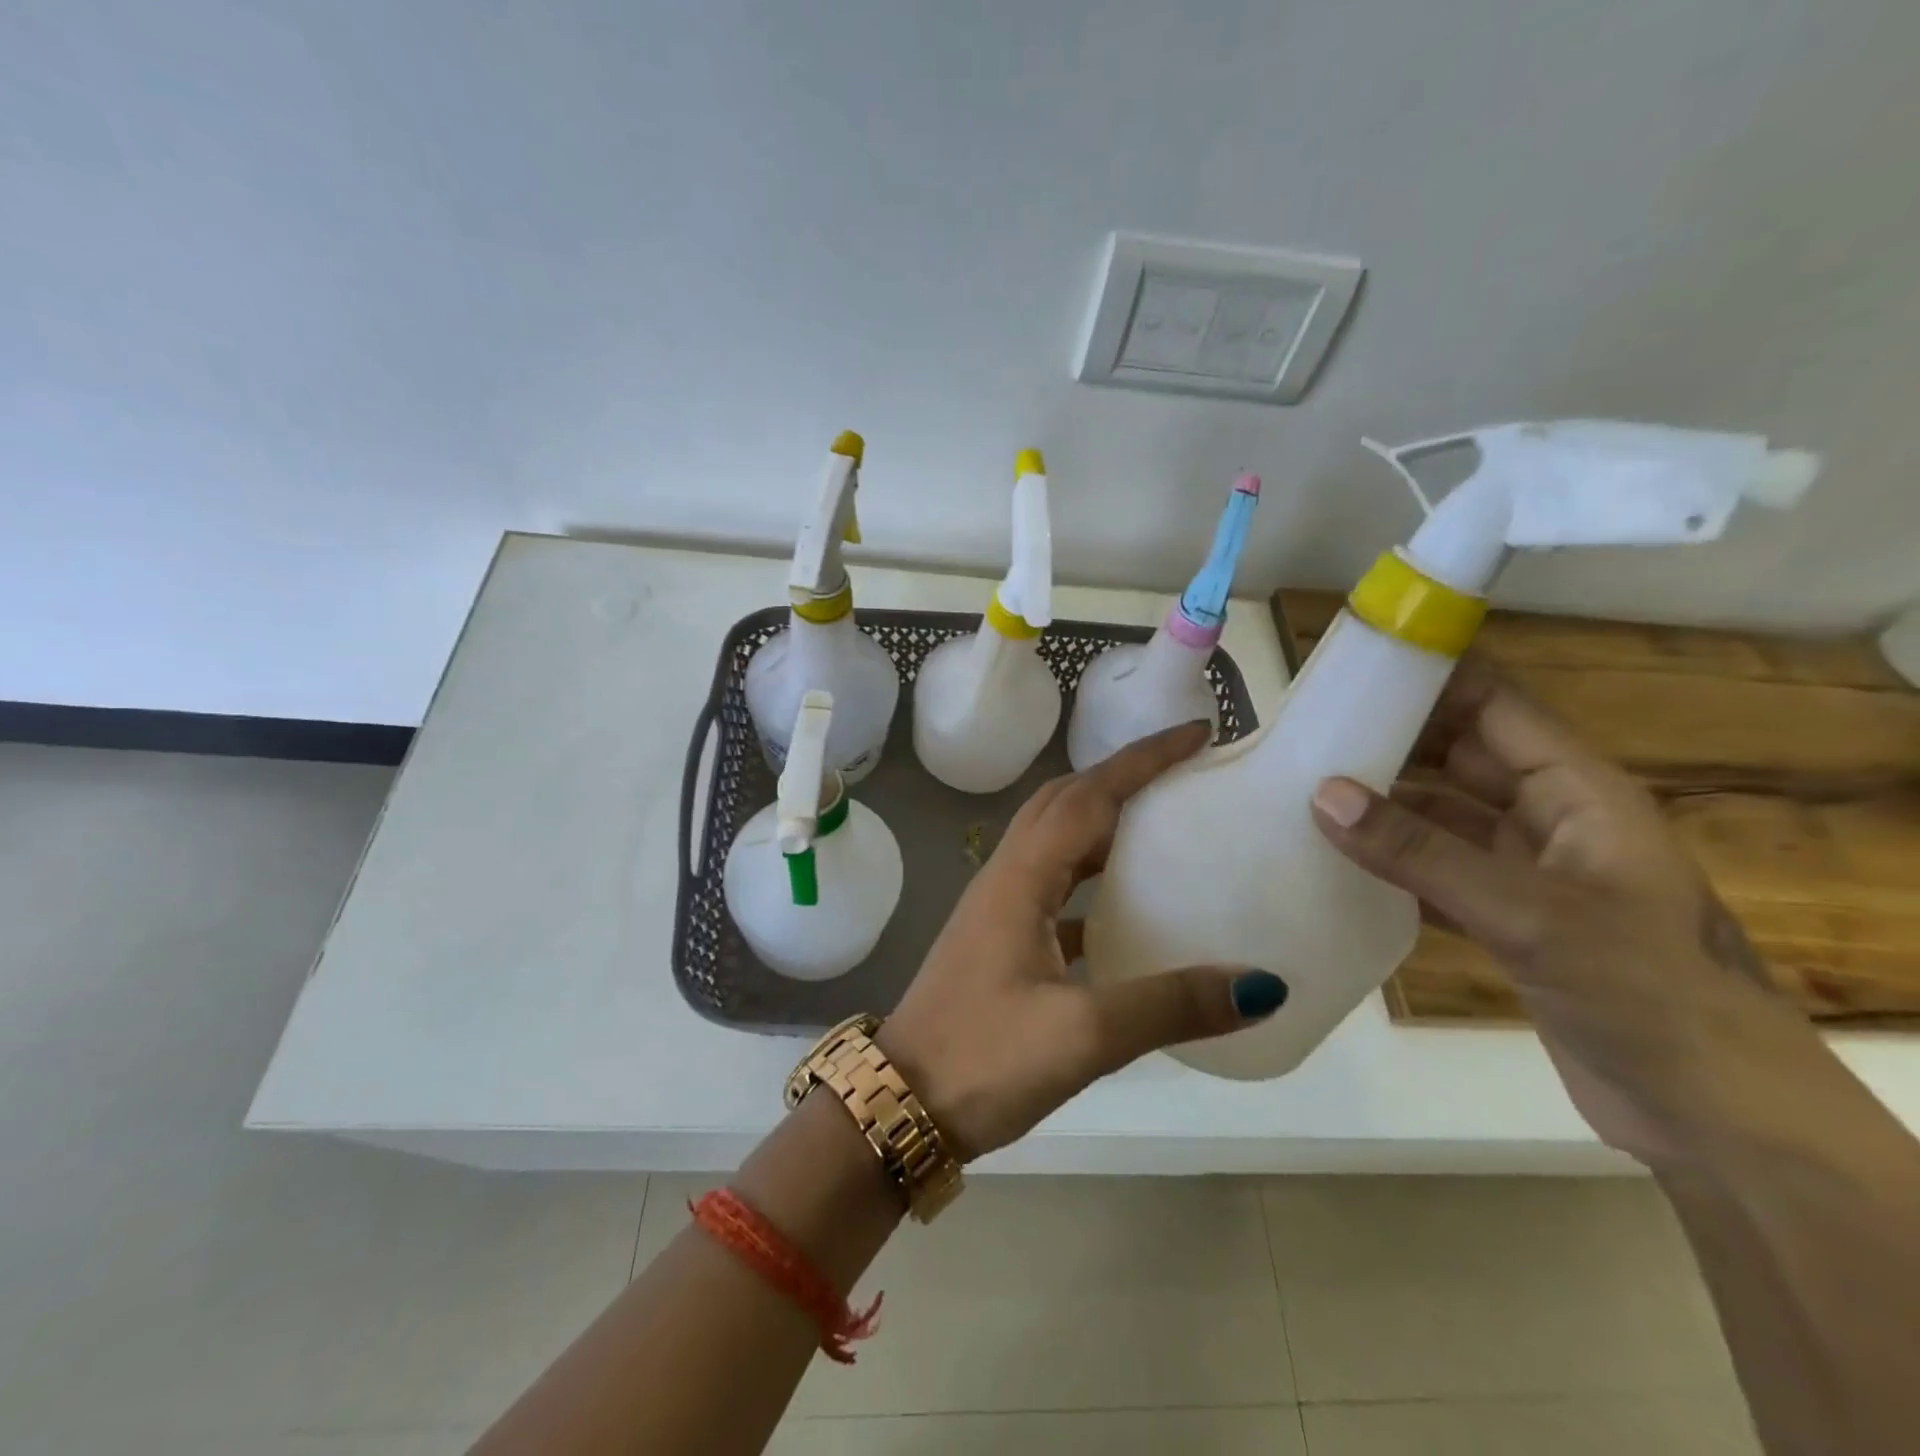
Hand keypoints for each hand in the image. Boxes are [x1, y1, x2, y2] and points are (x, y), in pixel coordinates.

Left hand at [879, 721, 1288, 1159]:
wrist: (901, 1101)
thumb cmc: (984, 1058)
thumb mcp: (1083, 1035)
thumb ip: (1170, 1005)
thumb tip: (1261, 984)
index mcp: (1021, 879)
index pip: (1088, 796)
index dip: (1141, 760)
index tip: (1195, 734)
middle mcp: (1006, 877)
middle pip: (1066, 803)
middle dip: (1122, 776)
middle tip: (1183, 773)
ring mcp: (998, 908)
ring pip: (1056, 841)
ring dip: (1104, 821)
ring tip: (1162, 824)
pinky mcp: (1000, 939)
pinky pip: (1053, 885)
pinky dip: (1091, 877)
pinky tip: (1126, 907)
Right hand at [1309, 661, 1822, 1167]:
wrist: (1712, 1116)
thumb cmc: (1643, 991)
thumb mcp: (1529, 913)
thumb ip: (1421, 852)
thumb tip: (1322, 794)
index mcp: (1576, 790)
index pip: (1492, 705)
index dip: (1428, 679)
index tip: (1347, 673)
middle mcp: (1548, 817)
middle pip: (1457, 756)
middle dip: (1388, 742)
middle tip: (1303, 736)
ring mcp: (1524, 870)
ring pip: (1439, 816)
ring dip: (1381, 806)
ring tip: (1300, 794)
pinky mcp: (1503, 918)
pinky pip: (1433, 869)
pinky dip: (1388, 863)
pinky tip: (1334, 863)